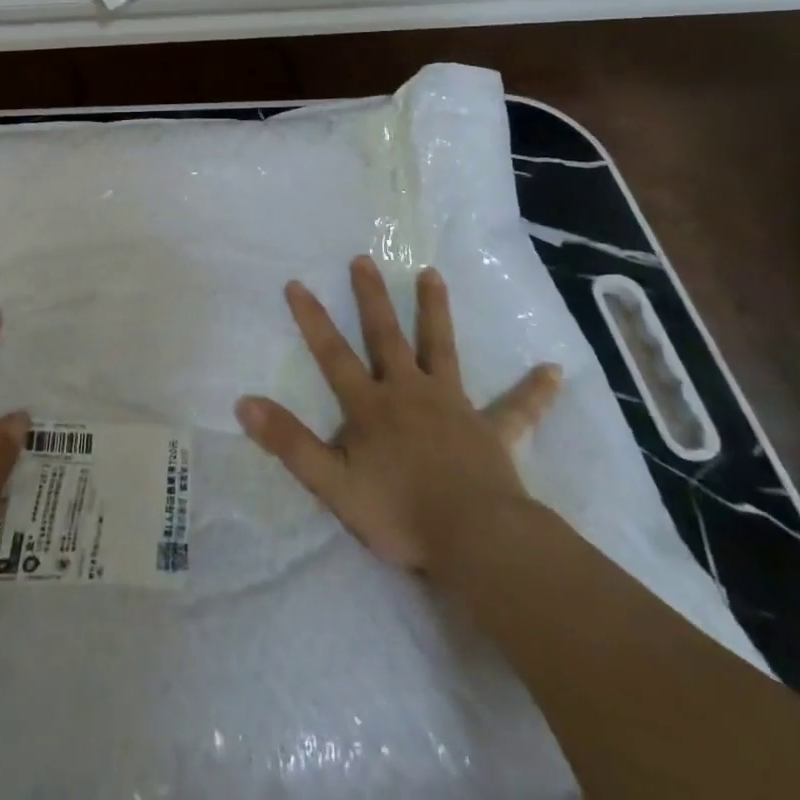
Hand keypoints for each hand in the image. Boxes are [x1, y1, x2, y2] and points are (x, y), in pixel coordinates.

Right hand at [236, 256, 561, 573]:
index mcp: (371, 406)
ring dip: (435, 311)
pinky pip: (517, 409)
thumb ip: (289, 442)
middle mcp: (409, 392)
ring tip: (433, 274)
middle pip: (387, 336)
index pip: (333, 354)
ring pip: (442, 349)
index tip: (297, 283)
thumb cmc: (400, 514)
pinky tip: (556, 371)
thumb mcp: (331, 483)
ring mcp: (454, 407)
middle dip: (372, 297)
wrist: (475, 540)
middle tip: (366, 259)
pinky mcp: (492, 431)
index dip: (313, 319)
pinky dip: (534, 392)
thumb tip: (244, 402)